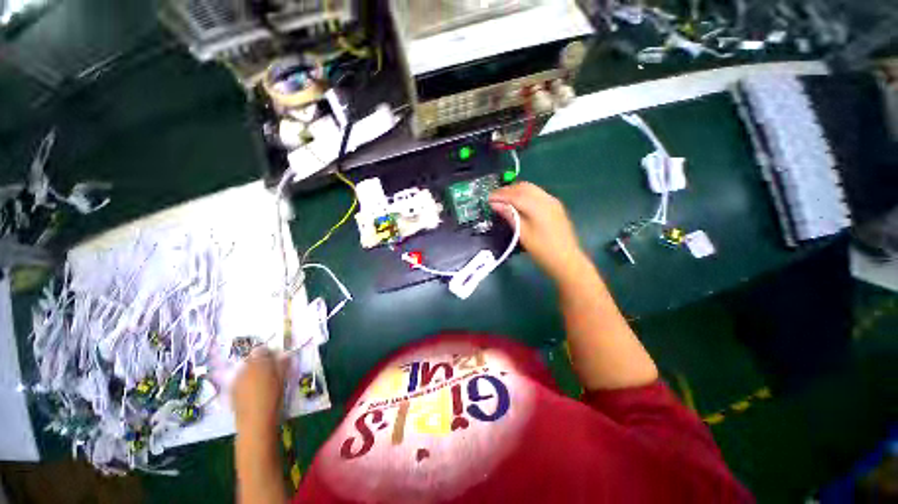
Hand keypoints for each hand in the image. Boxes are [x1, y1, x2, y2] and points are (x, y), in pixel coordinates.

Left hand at [231, 347, 288, 431]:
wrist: (255, 421)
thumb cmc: (272, 398)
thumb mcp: (282, 380)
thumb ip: (282, 365)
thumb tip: (285, 356)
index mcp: (259, 363)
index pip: (262, 350)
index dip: (269, 352)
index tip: (275, 357)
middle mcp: (245, 369)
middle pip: (251, 359)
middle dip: (259, 361)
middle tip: (269, 368)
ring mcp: (236, 380)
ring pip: (244, 369)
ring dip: (252, 370)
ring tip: (261, 380)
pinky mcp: (231, 391)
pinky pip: (239, 380)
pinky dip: (245, 380)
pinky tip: (252, 389)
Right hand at [489, 182, 589, 282]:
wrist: (567, 260)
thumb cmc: (542, 250)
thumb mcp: (523, 234)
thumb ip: (509, 216)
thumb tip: (495, 204)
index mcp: (538, 206)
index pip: (514, 194)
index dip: (499, 195)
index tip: (487, 199)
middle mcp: (546, 199)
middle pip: (523, 187)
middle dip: (507, 190)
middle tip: (494, 199)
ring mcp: (552, 201)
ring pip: (531, 188)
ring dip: (515, 191)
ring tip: (503, 201)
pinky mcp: (555, 206)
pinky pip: (536, 193)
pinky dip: (524, 195)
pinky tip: (518, 204)